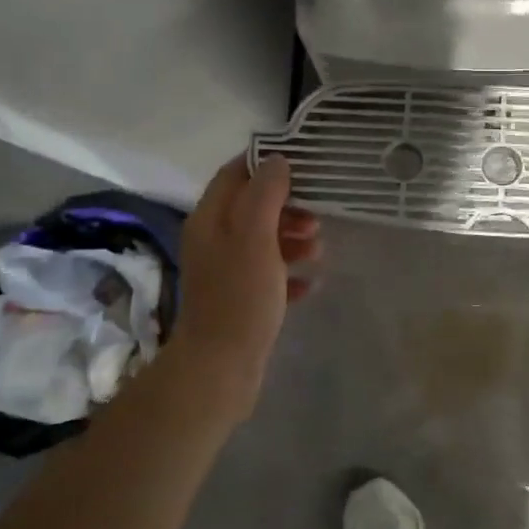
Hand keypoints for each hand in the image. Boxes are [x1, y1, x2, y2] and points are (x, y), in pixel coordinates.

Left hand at [170, 155, 319, 405]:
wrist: (220, 367)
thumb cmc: (240, 295)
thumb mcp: (255, 236)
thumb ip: (265, 194)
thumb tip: (277, 161)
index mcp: (210, 219)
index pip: (234, 173)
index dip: (265, 163)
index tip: (302, 164)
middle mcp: (214, 241)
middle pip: (252, 207)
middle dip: (287, 207)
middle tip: (317, 218)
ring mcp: (225, 273)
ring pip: (263, 242)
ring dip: (292, 240)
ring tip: (318, 252)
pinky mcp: (239, 300)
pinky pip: (268, 277)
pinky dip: (290, 275)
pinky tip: (311, 285)